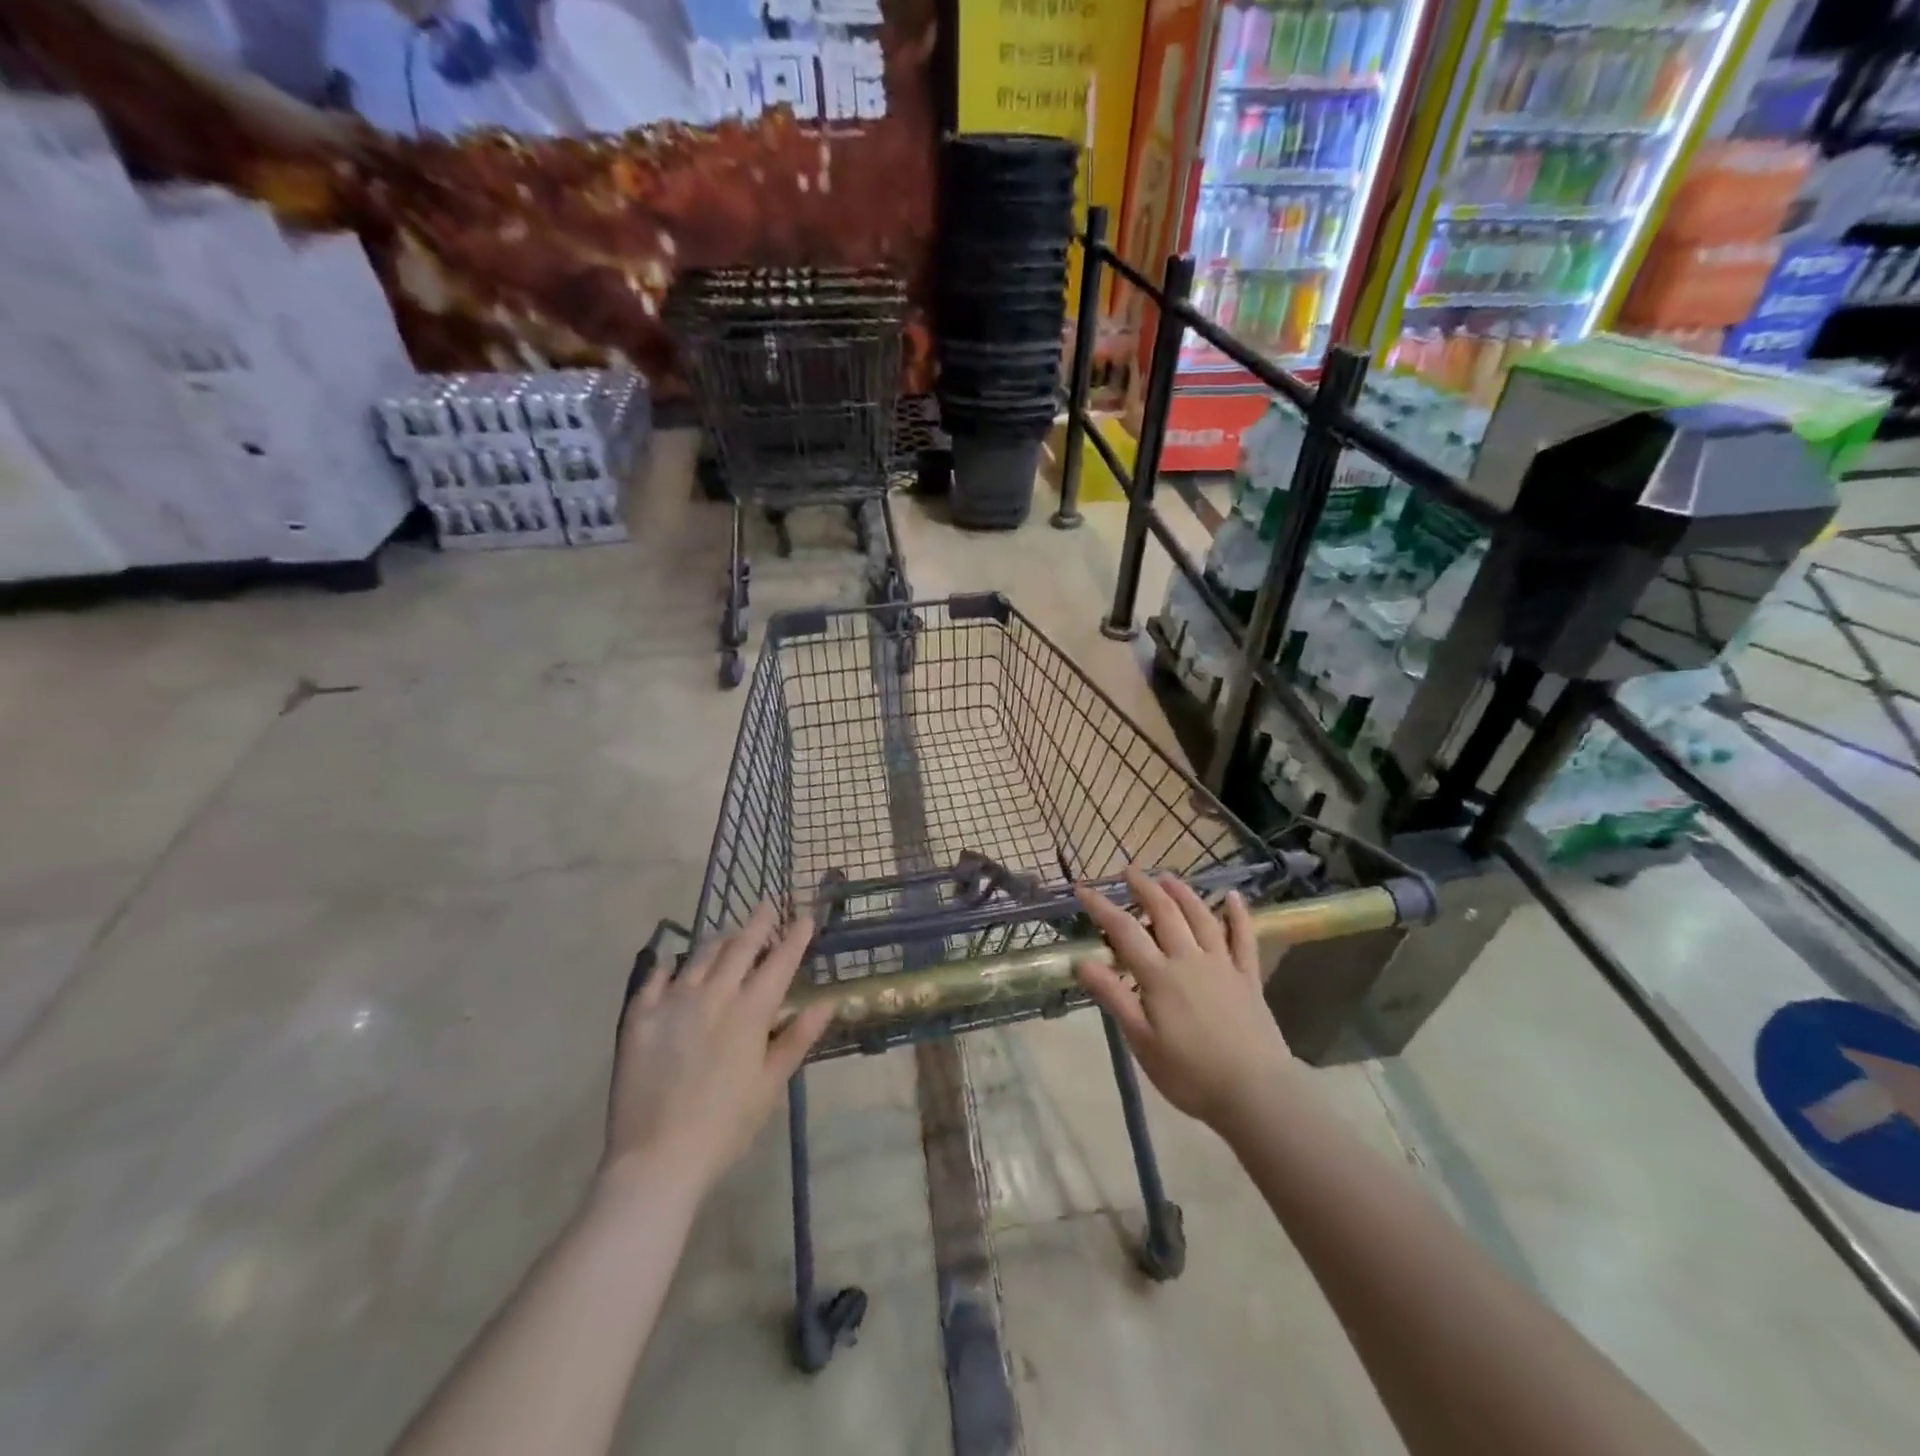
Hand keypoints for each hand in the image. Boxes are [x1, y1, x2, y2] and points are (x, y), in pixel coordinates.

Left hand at [603, 905, 833, 1199]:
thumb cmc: (726, 1126)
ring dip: (719, 940)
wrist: (657, 1158)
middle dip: (758, 922)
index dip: (795, 937)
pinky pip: (655, 979)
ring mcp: (673, 1002)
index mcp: (750, 1012)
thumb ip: (798, 1038)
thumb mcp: (771, 1084)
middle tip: (768, 903)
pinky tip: (672, 962)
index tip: (805, 915)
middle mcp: (713, 995)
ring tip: (729, 933)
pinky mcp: (639, 1017)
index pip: (779, 962)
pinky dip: (668, 966)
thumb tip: (827, 1002)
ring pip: (700, 956)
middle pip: (740, 947)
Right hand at [1074, 869, 1293, 1131]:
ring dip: (1182, 892)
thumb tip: (1082, 962)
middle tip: (1128, 870)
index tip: (1083, 889)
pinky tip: (1233, 896)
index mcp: (1159, 975)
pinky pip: (1244, 938)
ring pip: (1201, 916)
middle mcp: (1190, 959)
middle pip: (1164, 912)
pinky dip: (1238, 914)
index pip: (1124, 930)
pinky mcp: (1248, 978)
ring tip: (1167, 876)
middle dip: (1144, 887)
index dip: (1101, 907)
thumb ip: (1114, 997)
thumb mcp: (1141, 1041)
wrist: (1255, 1093)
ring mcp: (1223, 965)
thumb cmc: (1190, 1073)